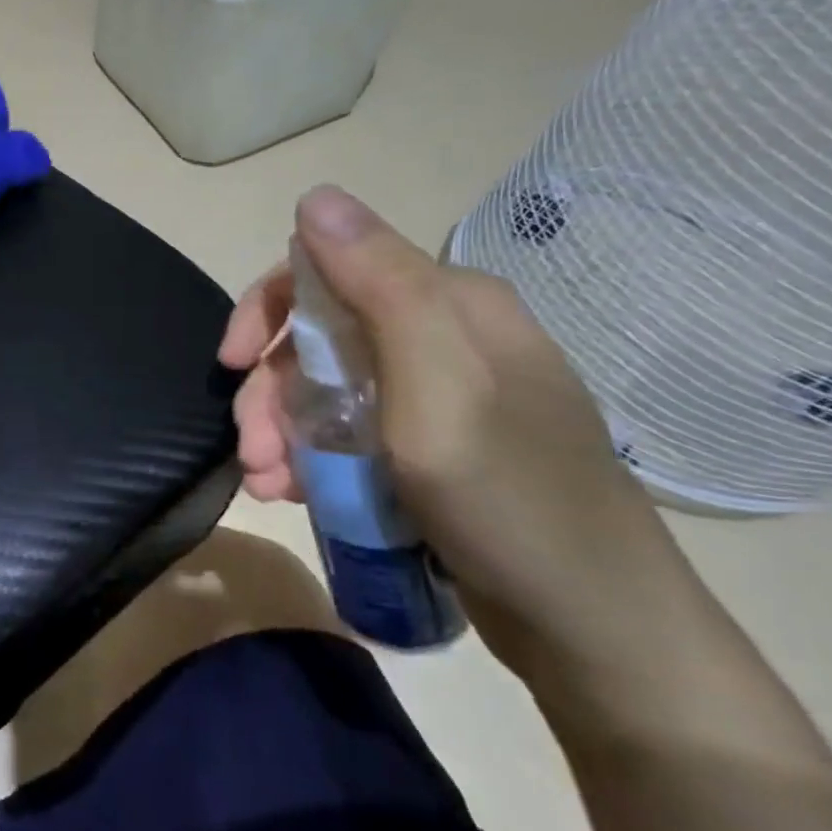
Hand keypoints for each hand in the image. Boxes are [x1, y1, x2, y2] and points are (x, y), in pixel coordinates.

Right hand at [220, 185, 685, 677]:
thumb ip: (378, 287)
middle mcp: (443, 337)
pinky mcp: (434, 447)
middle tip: (250, 449)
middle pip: (320, 335)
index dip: (269, 309)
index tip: (234, 364)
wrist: (597, 634)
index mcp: (450, 305)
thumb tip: (315, 196)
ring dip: (281, 429)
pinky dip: (309, 456)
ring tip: (264, 483)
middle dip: (270, 389)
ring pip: (326, 388)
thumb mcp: (438, 390)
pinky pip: (350, 431)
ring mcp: (439, 396)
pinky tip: (289, 491)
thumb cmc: (510, 503)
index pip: (330, 269)